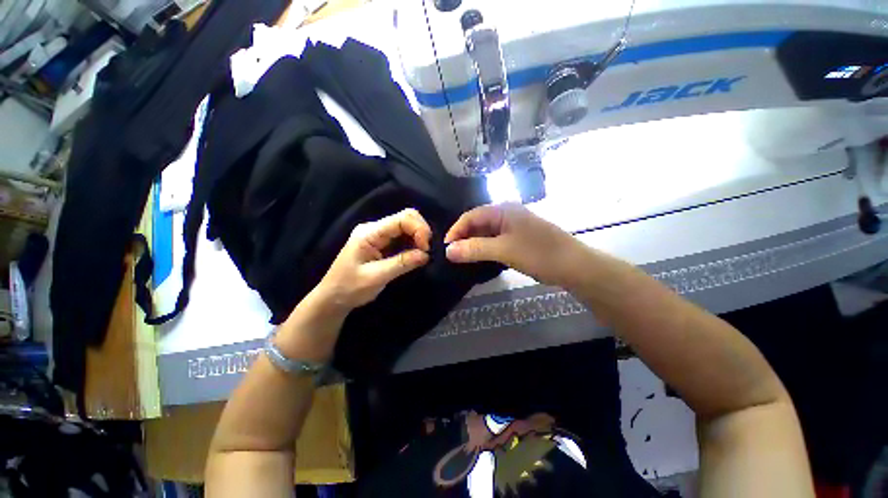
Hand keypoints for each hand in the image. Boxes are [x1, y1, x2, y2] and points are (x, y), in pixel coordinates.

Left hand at [314, 208, 431, 312]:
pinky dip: (414, 244)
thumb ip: (401, 263)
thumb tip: (426, 255)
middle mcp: (375, 228)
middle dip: (421, 232)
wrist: (333, 297)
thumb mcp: (376, 277)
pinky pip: (404, 237)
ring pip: (407, 226)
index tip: (426, 249)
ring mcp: (379, 235)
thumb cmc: (349, 288)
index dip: (419, 229)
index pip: (402, 219)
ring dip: (419, 238)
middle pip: (406, 218)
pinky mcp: (383, 243)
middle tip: (426, 252)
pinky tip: (416, 255)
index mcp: (370, 233)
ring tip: (423, 255)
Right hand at [444, 203, 580, 285]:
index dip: (456, 230)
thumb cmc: (538, 253)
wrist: (574, 266)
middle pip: (478, 222)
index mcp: (503, 210)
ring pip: (487, 232)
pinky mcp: (520, 237)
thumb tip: (448, 251)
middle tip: (453, 254)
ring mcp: (515, 225)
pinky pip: (497, 239)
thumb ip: (474, 249)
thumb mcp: (503, 251)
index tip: (446, 247)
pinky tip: (481, 257)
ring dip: (475, 243)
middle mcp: (508, 213)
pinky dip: (486, 247)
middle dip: (464, 237)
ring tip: (464, 257)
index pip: (471, 216)